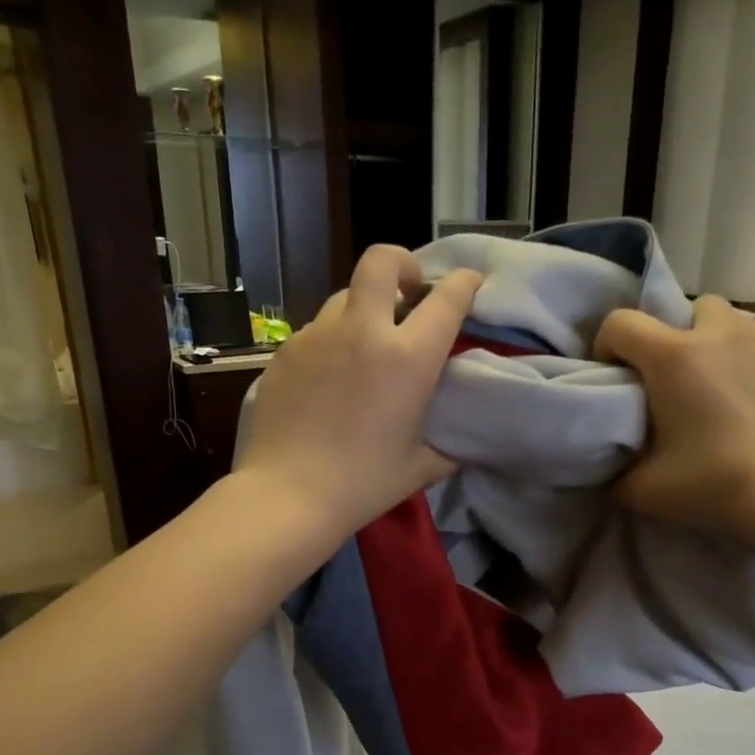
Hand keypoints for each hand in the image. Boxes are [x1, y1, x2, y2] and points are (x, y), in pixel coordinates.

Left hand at [233, 244, 482, 541]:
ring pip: (345, 294)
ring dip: (364, 307)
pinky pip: (317, 329)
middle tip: (408, 291)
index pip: (446, 298)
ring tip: (366, 343)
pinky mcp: (285, 351)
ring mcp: (317, 336)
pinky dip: (333, 340)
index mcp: (408, 358)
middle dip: (402, 263)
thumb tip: (464, 439)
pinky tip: (331, 378)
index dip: (464, 283)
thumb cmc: (363, 484)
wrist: (288, 495)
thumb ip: (449, 444)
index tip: (469, 284)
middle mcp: (363, 331)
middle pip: (382, 260)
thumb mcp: (421, 467)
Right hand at [596, 296, 754, 544]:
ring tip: (718, 388)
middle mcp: (721, 335)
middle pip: (691, 308)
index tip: (614, 377)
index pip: (621, 323)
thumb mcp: (645, 490)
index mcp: (674, 357)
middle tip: (673, 381)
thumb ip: (618, 474)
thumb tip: (613, 472)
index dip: (607, 345)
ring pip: (736, 323)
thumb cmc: (715, 484)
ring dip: (719, 345)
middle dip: (675, 335)